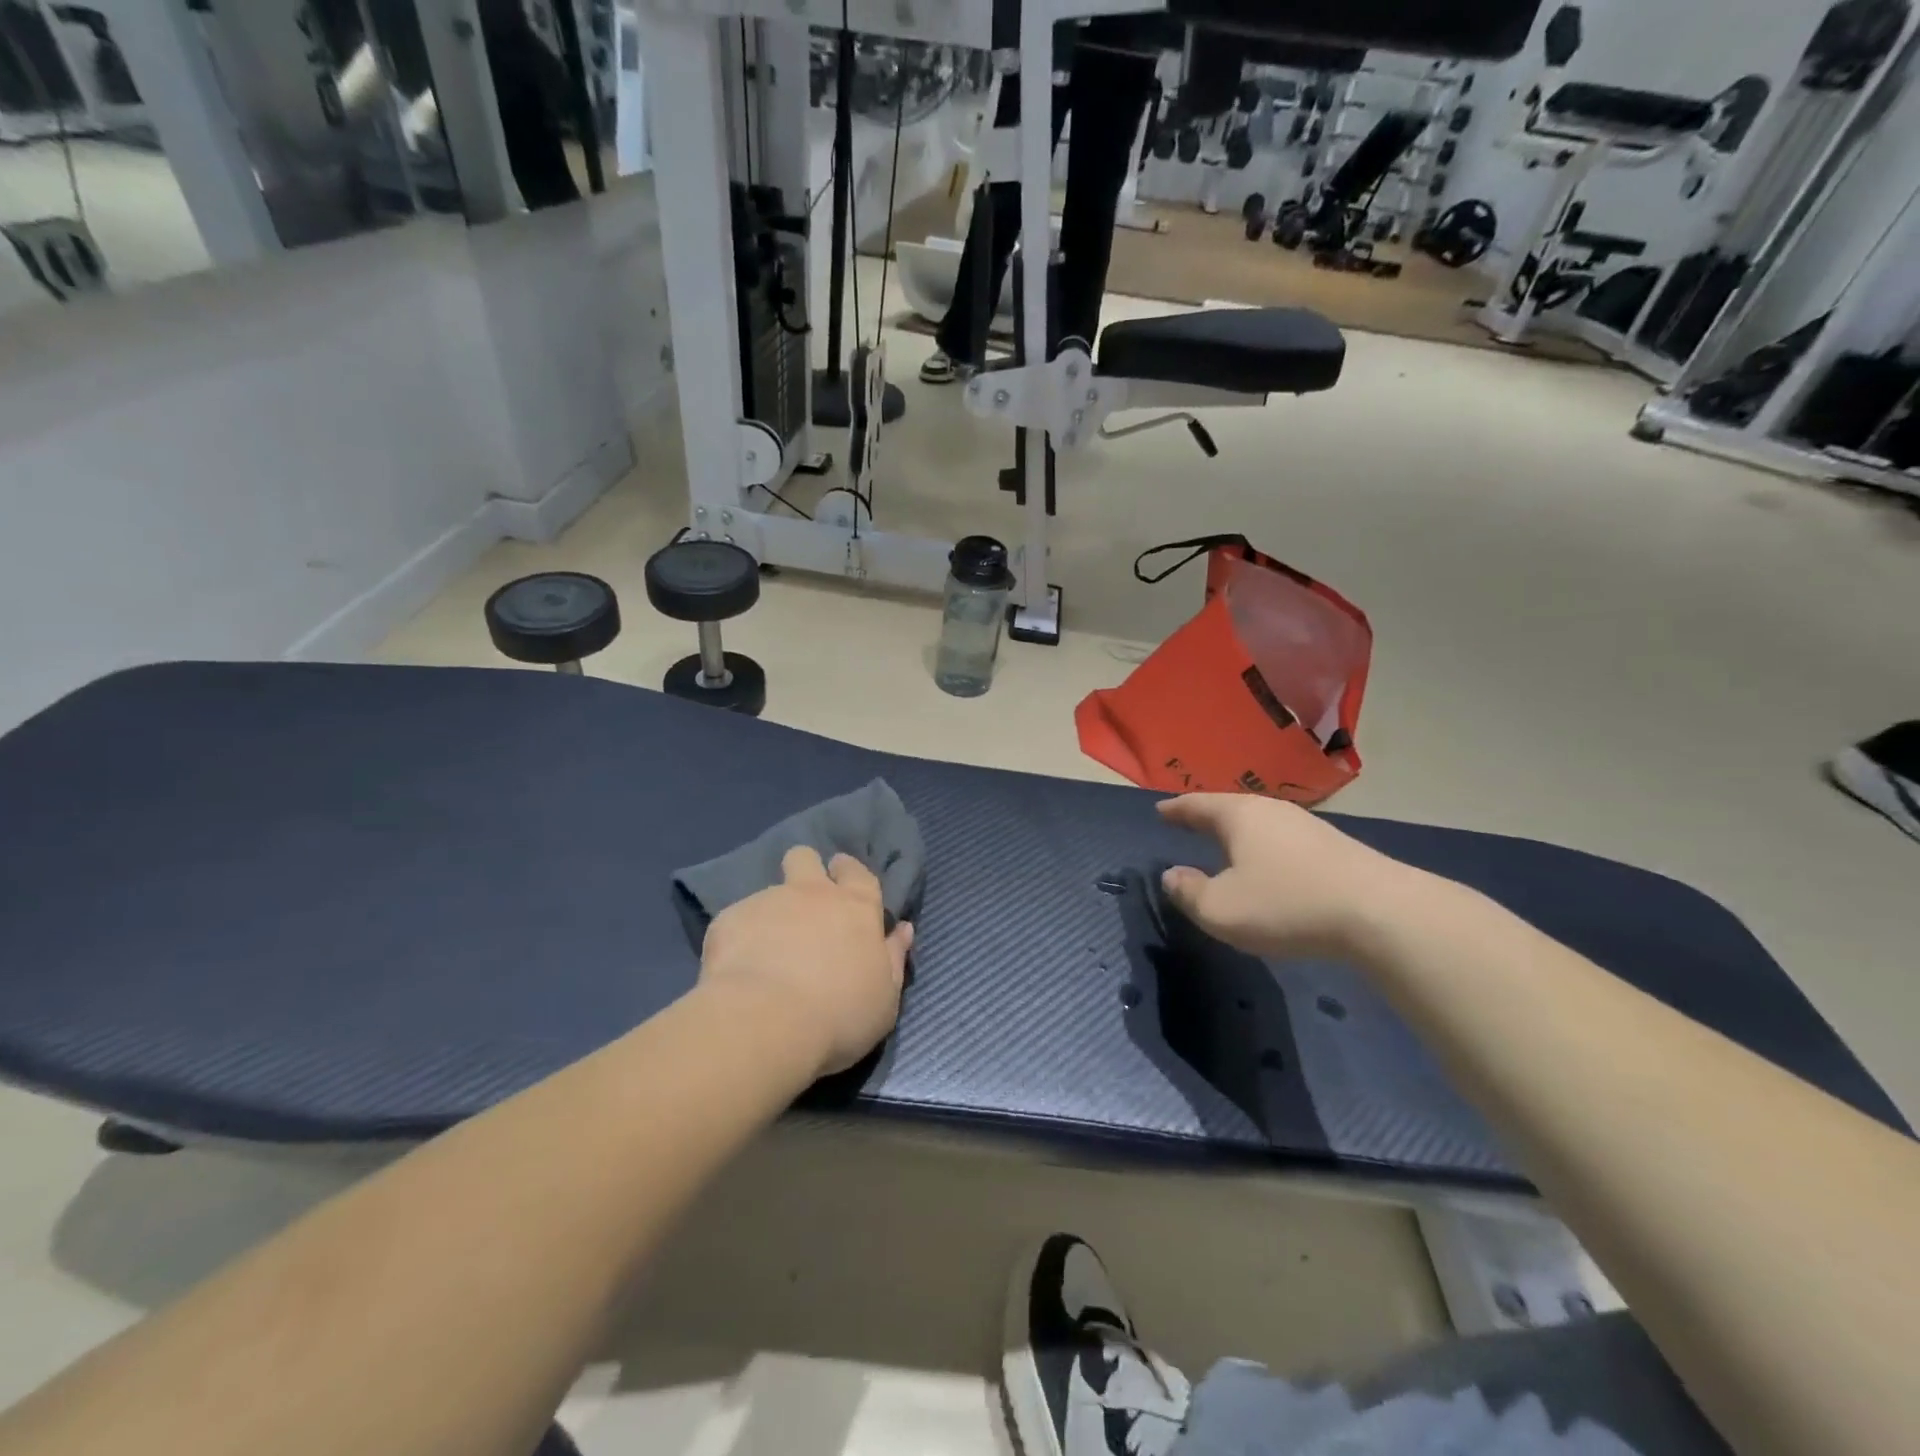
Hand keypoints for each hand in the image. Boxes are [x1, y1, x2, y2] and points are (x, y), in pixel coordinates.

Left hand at [699, 846, 913, 1076]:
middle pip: (805, 857)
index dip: (849, 871)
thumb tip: (903, 929)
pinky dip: (740, 941)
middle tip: (803, 903)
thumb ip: (893, 958)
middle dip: (805, 869)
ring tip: (766, 952)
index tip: (842, 879)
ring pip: (769, 891)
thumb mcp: (884, 997)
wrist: (767, 1022)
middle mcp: (812, 893)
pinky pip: (737, 921)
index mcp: (856, 907)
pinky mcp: (729, 920)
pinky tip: (738, 971)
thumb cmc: (840, 1014)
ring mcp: (768, 902)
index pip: (857, 871)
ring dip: (772, 914)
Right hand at [1157, 794, 1409, 959]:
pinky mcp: (1335, 848)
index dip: (1176, 810)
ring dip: (1238, 833)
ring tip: (1225, 843)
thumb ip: (1189, 892)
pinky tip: (1269, 863)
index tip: (1160, 810)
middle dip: (1207, 816)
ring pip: (1260, 823)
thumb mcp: (1221, 909)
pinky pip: (1283, 840)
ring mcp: (1307, 826)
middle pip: (1230, 808)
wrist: (1381, 913)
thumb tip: (1172, 876)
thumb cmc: (1287, 904)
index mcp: (1239, 816)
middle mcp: (1271, 811)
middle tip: (1188, 822)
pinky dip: (1265, 847)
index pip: (1197, 805)